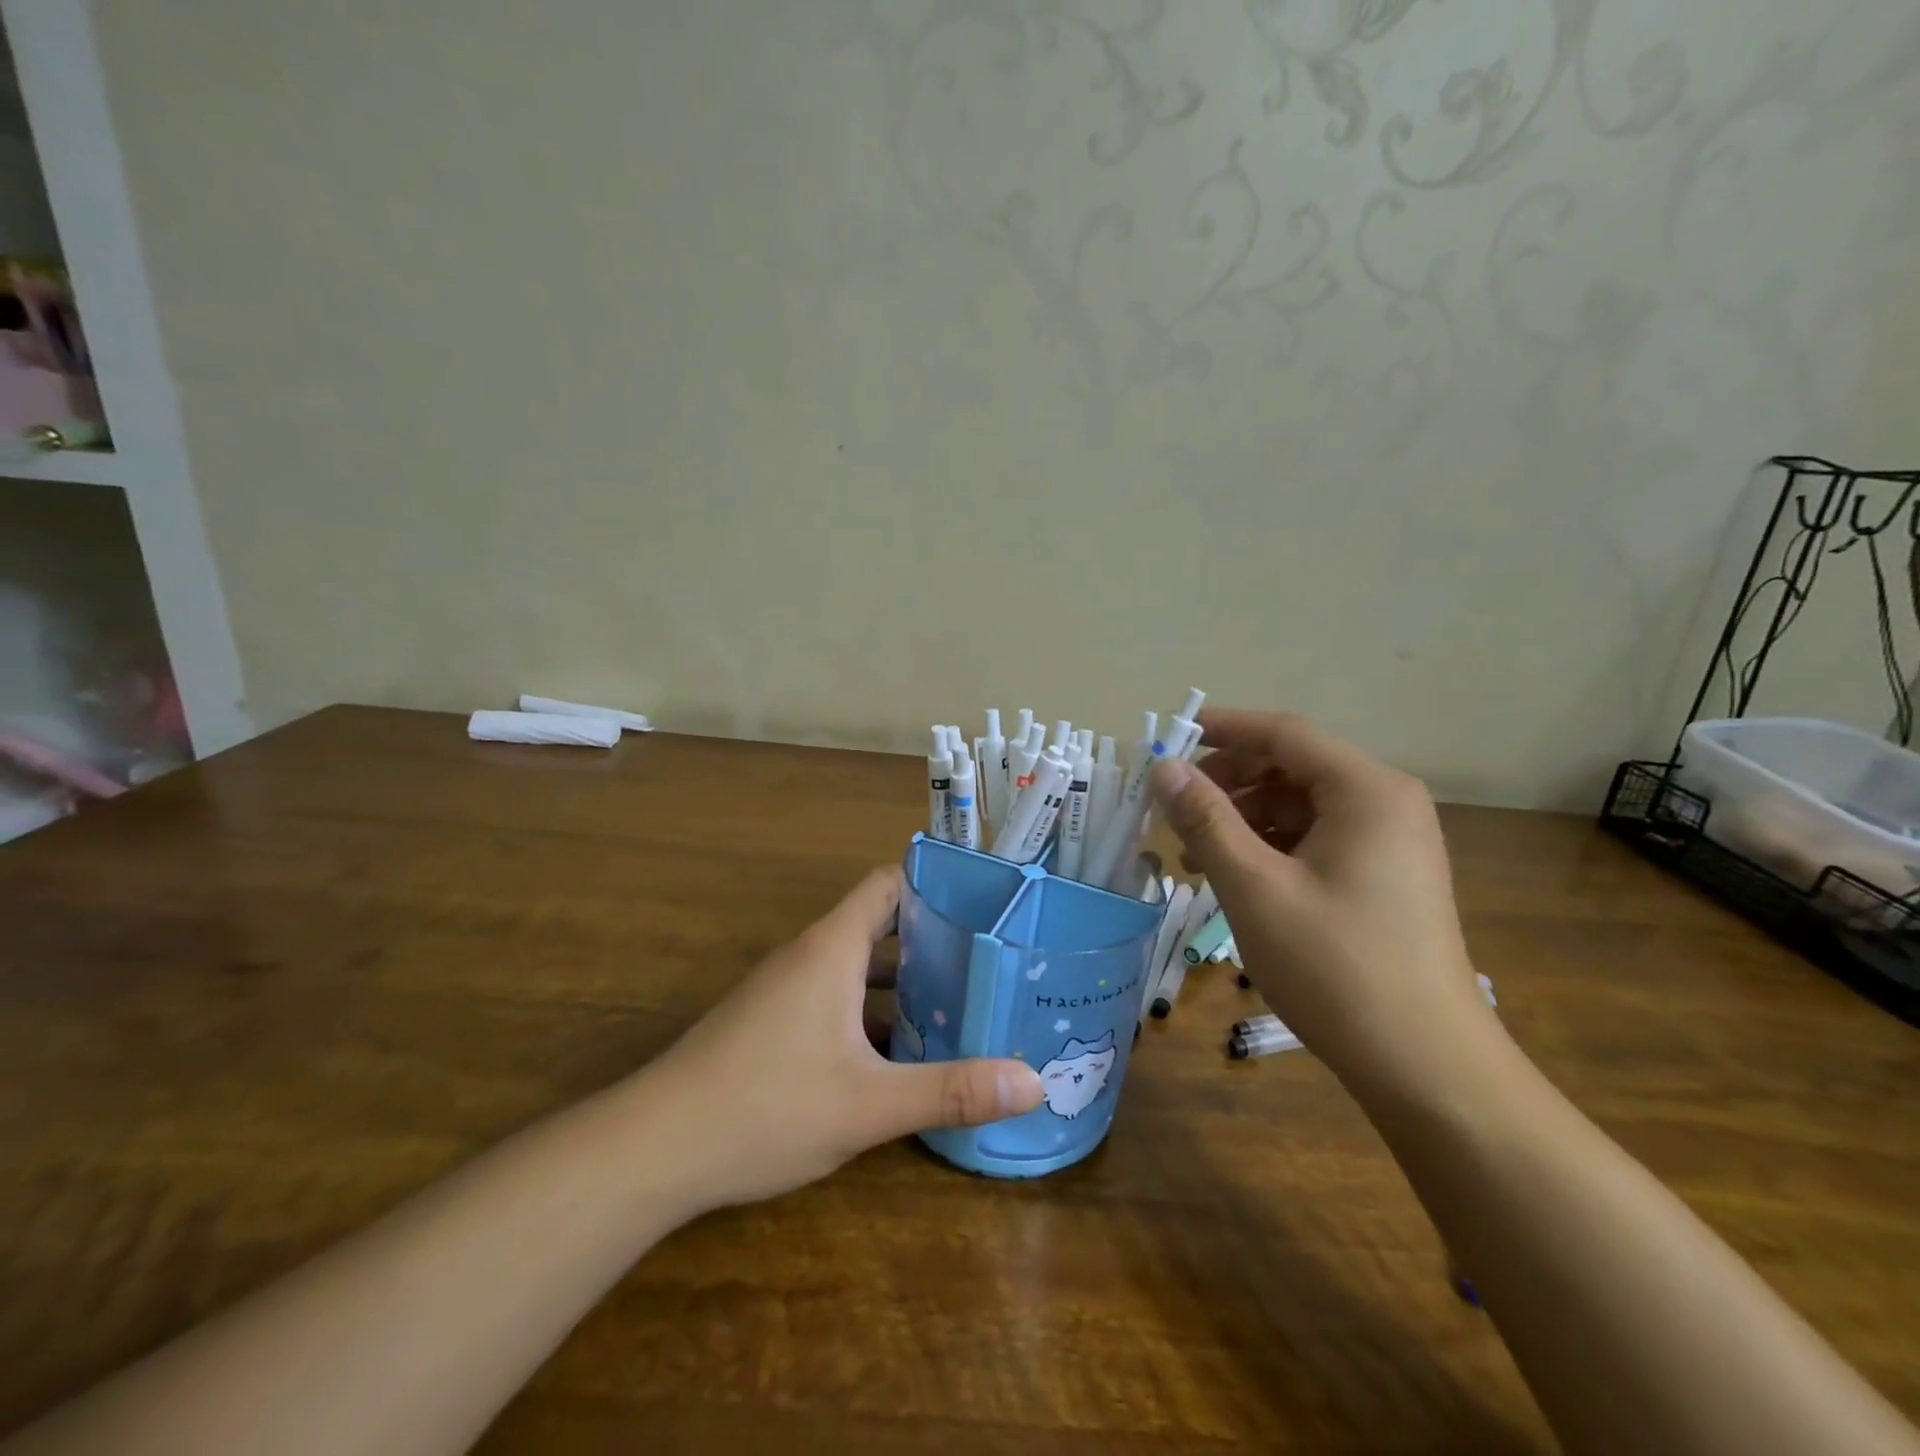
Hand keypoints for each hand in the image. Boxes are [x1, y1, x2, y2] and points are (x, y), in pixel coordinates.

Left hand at [641, 867, 1042, 1211]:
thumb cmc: (765, 1106)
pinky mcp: (772, 1023)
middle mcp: (809, 955)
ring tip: (960, 1004)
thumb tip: (1033, 1083)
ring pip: (857, 967)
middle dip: (932, 940)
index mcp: (832, 947)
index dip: (934, 884)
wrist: (652, 1148)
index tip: (983, 905)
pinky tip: (901, 1054)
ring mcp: (786, 990)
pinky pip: (835, 998)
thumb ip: (950, 1091)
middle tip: (988, 961)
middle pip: (879, 924)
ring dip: (903, 981)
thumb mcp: (868, 1105)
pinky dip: (871, 1012)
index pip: (888, 883)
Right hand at [1149, 709, 1492, 1093]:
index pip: (1284, 733)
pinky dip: (1271, 847)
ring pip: (1301, 805)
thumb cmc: (1335, 967)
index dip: (1223, 729)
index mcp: (1366, 791)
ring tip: (1195, 855)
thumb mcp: (1254, 887)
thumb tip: (1164, 768)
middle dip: (1229, 781)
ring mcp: (1391, 842)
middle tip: (1175, 808)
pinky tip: (1236, 877)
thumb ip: (1206, 819)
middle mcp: (1386, 803)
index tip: (1169, 738)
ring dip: (1244, 819)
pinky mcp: (1386, 876)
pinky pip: (1317, 838)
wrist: (1425, 1067)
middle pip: (1292, 767)